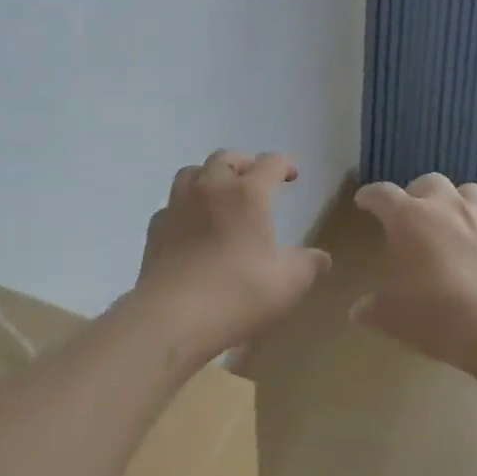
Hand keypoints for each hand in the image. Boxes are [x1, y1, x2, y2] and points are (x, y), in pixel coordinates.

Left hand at [130, 150, 331, 358]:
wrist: (171, 317)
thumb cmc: (237, 294)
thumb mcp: (287, 284)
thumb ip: (308, 266)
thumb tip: (321, 258)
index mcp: (248, 194)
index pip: (270, 163)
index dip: (285, 164)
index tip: (292, 176)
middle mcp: (211, 189)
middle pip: (226, 158)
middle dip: (244, 163)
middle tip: (255, 180)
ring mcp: (178, 206)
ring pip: (192, 172)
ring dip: (209, 176)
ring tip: (220, 194)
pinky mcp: (156, 228)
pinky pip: (172, 205)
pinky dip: (185, 207)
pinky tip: (191, 227)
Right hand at [352, 174, 476, 369]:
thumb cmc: (435, 314)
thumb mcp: (391, 316)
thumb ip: (371, 308)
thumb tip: (357, 311)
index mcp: (408, 218)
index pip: (382, 194)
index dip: (370, 195)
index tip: (363, 200)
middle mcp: (445, 207)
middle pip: (428, 182)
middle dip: (416, 194)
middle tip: (410, 215)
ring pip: (468, 192)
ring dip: (456, 201)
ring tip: (450, 221)